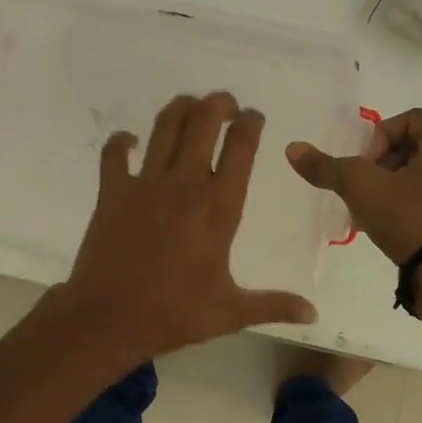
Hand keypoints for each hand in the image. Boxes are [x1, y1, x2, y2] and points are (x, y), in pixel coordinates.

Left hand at [55, 92, 317, 367]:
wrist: (108, 319)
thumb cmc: (174, 313)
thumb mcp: (230, 312)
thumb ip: (273, 305)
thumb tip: (313, 313)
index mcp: (219, 207)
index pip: (240, 148)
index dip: (250, 123)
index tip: (254, 116)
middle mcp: (185, 184)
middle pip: (203, 123)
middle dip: (218, 104)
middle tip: (225, 103)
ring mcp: (145, 183)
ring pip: (164, 127)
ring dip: (180, 108)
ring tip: (190, 104)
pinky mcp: (112, 191)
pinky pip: (114, 153)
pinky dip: (121, 142)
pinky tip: (129, 141)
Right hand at [286, 108, 421, 264]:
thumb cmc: (409, 216)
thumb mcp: (359, 186)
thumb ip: (325, 166)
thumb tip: (292, 149)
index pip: (408, 119)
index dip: (378, 137)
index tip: (364, 165)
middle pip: (412, 147)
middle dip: (380, 165)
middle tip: (364, 187)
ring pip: (420, 176)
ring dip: (390, 187)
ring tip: (370, 211)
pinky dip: (408, 206)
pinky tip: (389, 227)